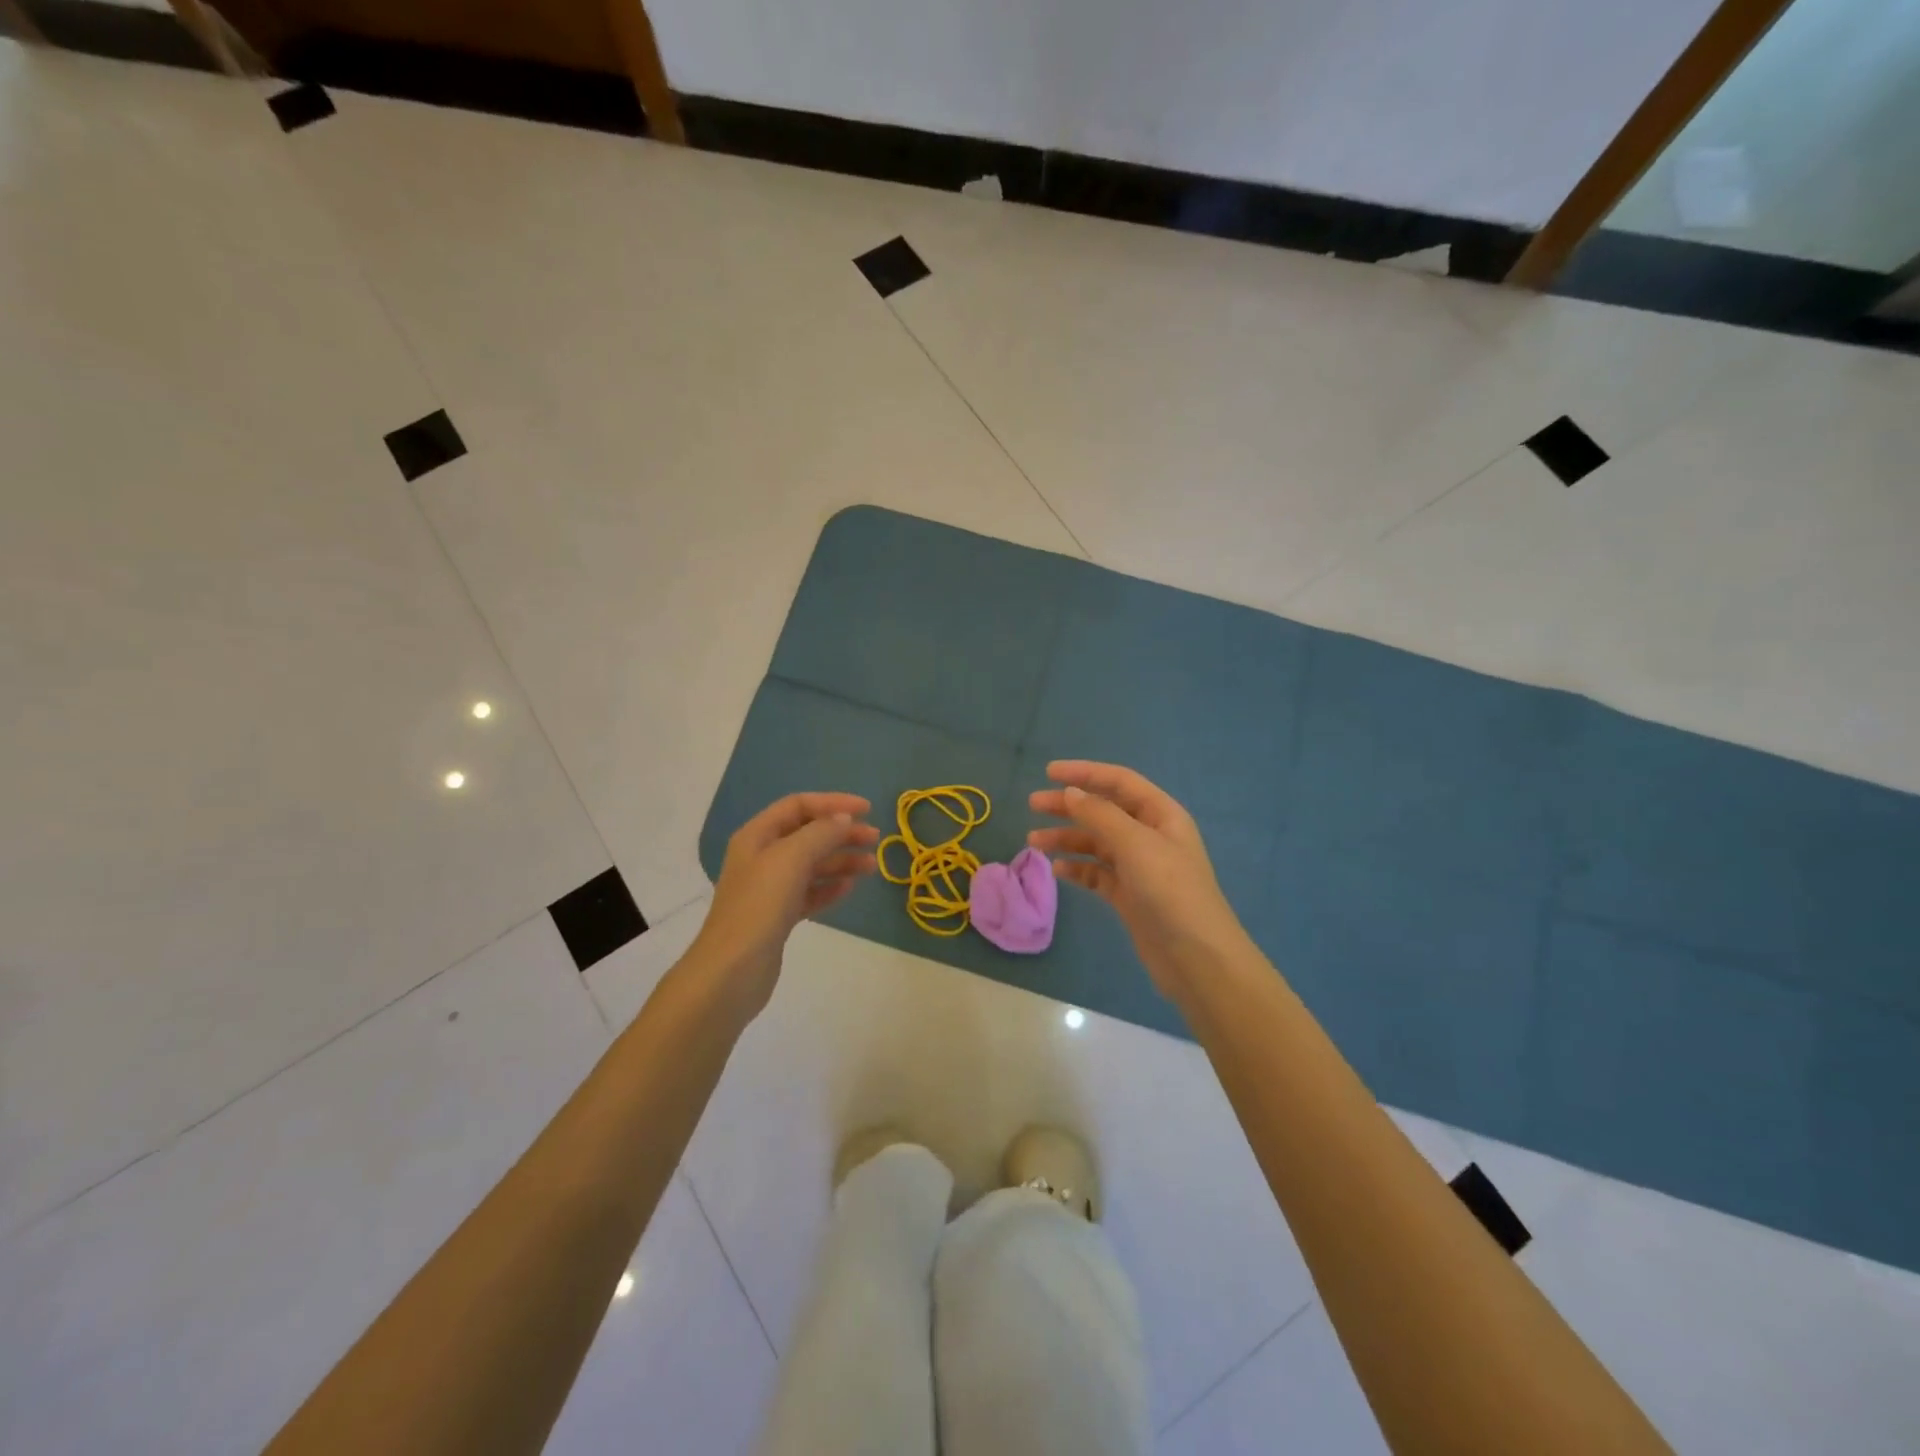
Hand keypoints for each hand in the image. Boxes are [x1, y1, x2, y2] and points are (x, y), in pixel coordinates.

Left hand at [690, 792, 879, 1018]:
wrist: (732, 972)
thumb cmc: (759, 906)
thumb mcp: (791, 859)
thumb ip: (820, 833)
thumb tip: (843, 819)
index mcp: (757, 836)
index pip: (798, 805)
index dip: (833, 803)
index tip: (867, 810)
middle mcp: (761, 857)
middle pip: (807, 834)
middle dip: (841, 833)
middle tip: (875, 839)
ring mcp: (769, 889)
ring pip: (811, 865)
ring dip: (841, 860)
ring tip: (871, 867)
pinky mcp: (778, 917)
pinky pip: (809, 893)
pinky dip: (829, 887)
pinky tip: (849, 889)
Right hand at [1029, 762, 1257, 1004]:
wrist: (1196, 958)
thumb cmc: (1170, 891)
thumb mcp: (1135, 844)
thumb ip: (1099, 814)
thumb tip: (1070, 792)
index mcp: (1161, 814)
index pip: (1119, 782)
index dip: (1085, 772)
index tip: (1048, 772)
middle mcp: (1150, 835)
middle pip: (1104, 810)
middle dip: (1069, 805)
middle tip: (1033, 804)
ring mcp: (1140, 867)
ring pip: (1096, 843)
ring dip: (1067, 838)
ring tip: (1034, 842)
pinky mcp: (1129, 896)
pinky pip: (1098, 873)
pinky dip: (1077, 868)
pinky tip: (1058, 870)